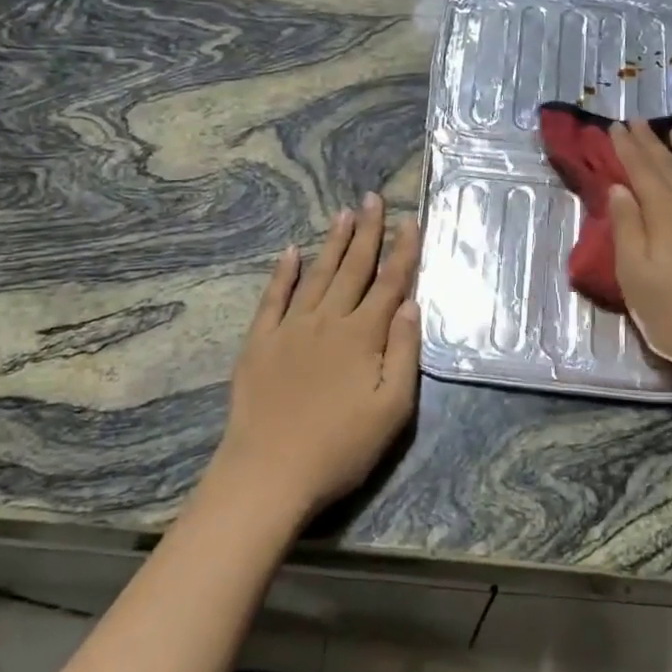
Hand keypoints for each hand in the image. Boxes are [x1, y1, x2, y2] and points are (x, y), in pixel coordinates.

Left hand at [217, 195, 421, 522]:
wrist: (269, 473)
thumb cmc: (340, 447)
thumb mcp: (392, 408)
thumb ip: (404, 352)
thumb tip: (410, 304)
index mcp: (363, 335)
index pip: (390, 283)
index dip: (403, 251)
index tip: (411, 220)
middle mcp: (328, 320)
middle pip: (353, 268)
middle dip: (367, 232)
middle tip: (372, 198)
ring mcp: (290, 328)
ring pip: (317, 274)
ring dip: (332, 243)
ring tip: (344, 213)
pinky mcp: (260, 342)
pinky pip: (274, 298)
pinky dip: (283, 273)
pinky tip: (291, 253)